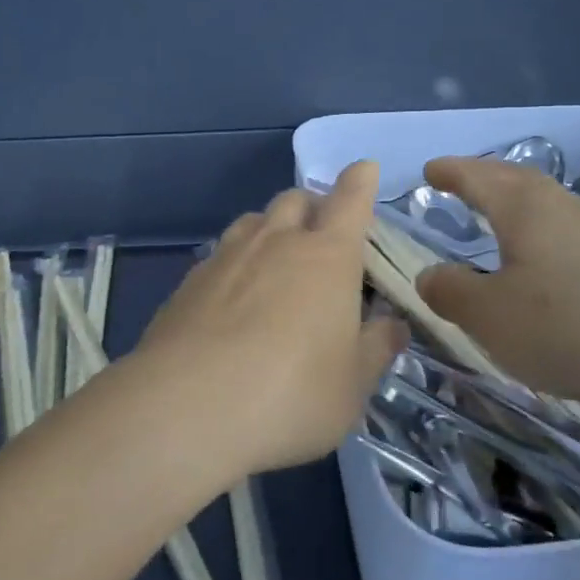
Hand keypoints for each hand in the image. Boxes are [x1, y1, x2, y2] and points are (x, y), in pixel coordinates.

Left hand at [128, 161, 407, 478]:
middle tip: (323, 239)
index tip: (365, 170)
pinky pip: (221, 254)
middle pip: (297, 199)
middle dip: (314, 206)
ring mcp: (227, 256)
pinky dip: (237, 264)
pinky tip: (234, 302)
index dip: (361, 181)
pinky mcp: (189, 281)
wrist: (186, 408)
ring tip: (277, 266)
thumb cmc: (291, 395)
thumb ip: (376, 348)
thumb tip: (392, 325)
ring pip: (254, 220)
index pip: (351, 199)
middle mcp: (276, 241)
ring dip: (272, 230)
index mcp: (327, 255)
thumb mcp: (352, 385)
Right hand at [413, 157, 579, 412]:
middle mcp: (558, 207)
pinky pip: (562, 226)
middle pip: (514, 178)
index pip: (476, 176)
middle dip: (482, 175)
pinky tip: (539, 256)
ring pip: (542, 200)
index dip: (449, 172)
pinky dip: (537, 227)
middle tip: (458, 181)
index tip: (429, 171)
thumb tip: (429, 274)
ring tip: (494, 215)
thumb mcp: (490, 317)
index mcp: (522, 209)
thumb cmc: (568, 327)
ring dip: (512, 199)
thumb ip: (451, 292)